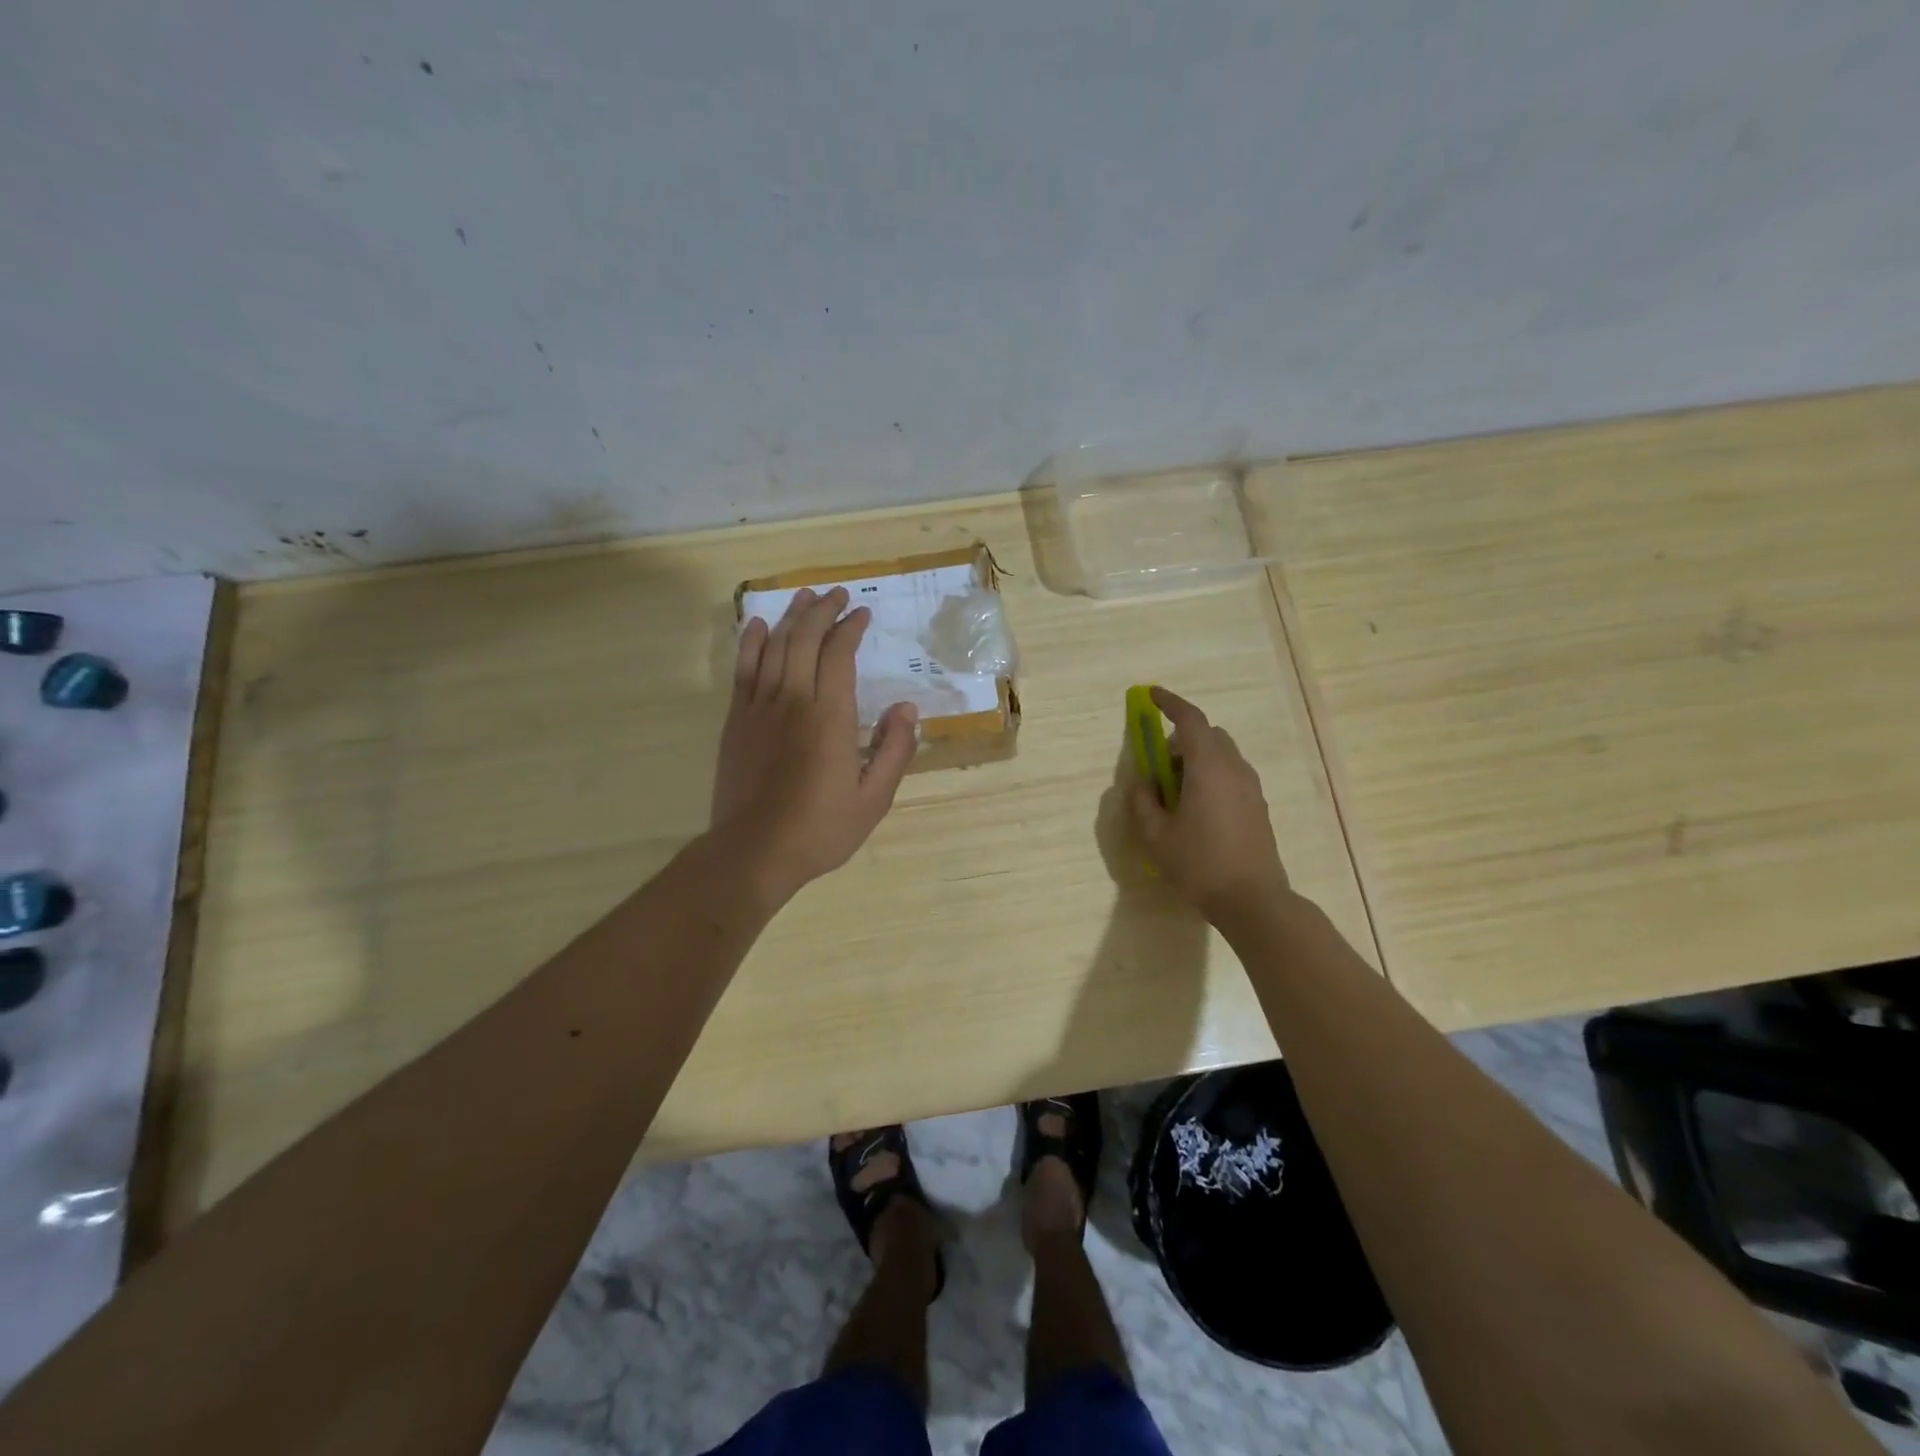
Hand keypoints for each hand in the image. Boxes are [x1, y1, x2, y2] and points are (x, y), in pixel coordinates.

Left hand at [711, 586, 918, 902]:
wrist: (753, 851)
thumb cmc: (820, 829)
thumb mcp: (874, 800)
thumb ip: (895, 751)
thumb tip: (907, 709)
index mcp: (830, 717)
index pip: (839, 654)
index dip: (851, 628)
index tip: (863, 613)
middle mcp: (793, 700)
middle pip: (805, 640)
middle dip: (822, 611)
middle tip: (837, 594)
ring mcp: (760, 708)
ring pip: (774, 647)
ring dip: (791, 618)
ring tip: (804, 597)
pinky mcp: (737, 721)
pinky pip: (744, 670)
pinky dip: (752, 643)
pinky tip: (759, 626)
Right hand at [1127, 687, 1289, 921]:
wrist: (1253, 900)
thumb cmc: (1199, 864)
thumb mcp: (1155, 836)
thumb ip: (1143, 801)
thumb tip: (1144, 782)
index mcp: (1208, 767)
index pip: (1190, 721)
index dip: (1171, 703)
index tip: (1153, 695)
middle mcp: (1234, 769)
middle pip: (1209, 736)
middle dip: (1182, 740)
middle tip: (1161, 767)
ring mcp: (1251, 788)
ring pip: (1223, 756)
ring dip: (1198, 760)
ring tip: (1177, 794)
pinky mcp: (1259, 807)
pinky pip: (1232, 775)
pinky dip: (1212, 776)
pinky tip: (1198, 810)